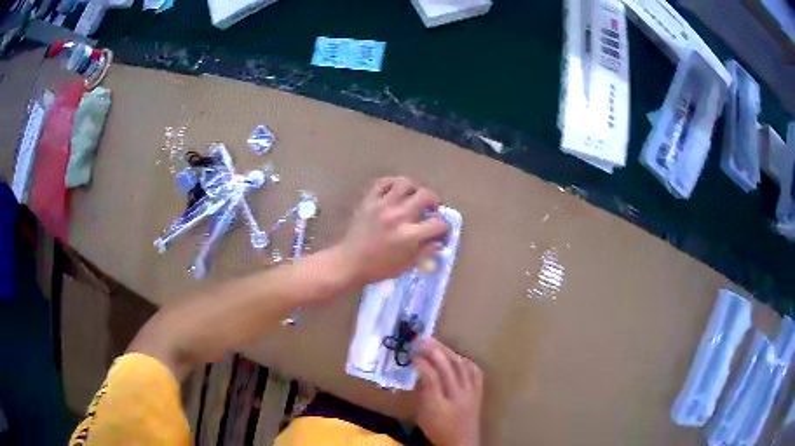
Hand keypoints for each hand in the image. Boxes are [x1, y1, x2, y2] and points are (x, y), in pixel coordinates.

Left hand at [336, 177, 448, 284]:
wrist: (349, 262)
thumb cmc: (378, 268)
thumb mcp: (406, 265)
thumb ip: (425, 251)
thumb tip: (439, 241)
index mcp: (409, 235)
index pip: (437, 223)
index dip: (443, 227)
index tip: (439, 230)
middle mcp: (398, 216)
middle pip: (425, 196)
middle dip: (434, 201)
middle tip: (431, 208)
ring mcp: (382, 205)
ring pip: (405, 183)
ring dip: (414, 188)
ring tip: (414, 196)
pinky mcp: (369, 200)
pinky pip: (383, 183)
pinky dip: (393, 184)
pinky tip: (396, 191)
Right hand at [414, 338, 483, 445]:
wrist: (462, 442)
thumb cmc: (438, 430)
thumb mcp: (422, 414)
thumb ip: (421, 393)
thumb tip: (420, 372)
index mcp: (440, 404)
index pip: (432, 377)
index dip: (422, 363)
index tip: (411, 353)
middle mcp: (458, 396)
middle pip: (448, 367)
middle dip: (434, 350)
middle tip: (421, 339)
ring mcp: (471, 393)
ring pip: (462, 366)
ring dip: (448, 351)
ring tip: (435, 343)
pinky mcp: (479, 392)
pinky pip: (475, 371)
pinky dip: (465, 361)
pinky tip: (457, 356)